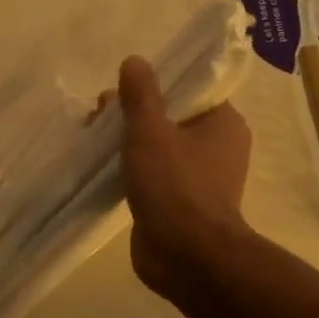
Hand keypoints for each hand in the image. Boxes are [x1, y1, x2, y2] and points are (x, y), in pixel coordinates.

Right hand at [117, 56, 251, 293]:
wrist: (187, 257)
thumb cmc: (175, 186)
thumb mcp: (151, 131)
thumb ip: (140, 95)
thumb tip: (135, 60)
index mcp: (223, 123)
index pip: (190, 89)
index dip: (155, 84)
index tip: (122, 89)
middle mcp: (218, 147)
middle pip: (172, 116)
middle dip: (134, 113)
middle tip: (99, 115)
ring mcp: (201, 177)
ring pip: (161, 146)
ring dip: (130, 141)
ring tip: (95, 138)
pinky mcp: (183, 203)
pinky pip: (156, 174)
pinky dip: (134, 168)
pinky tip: (105, 168)